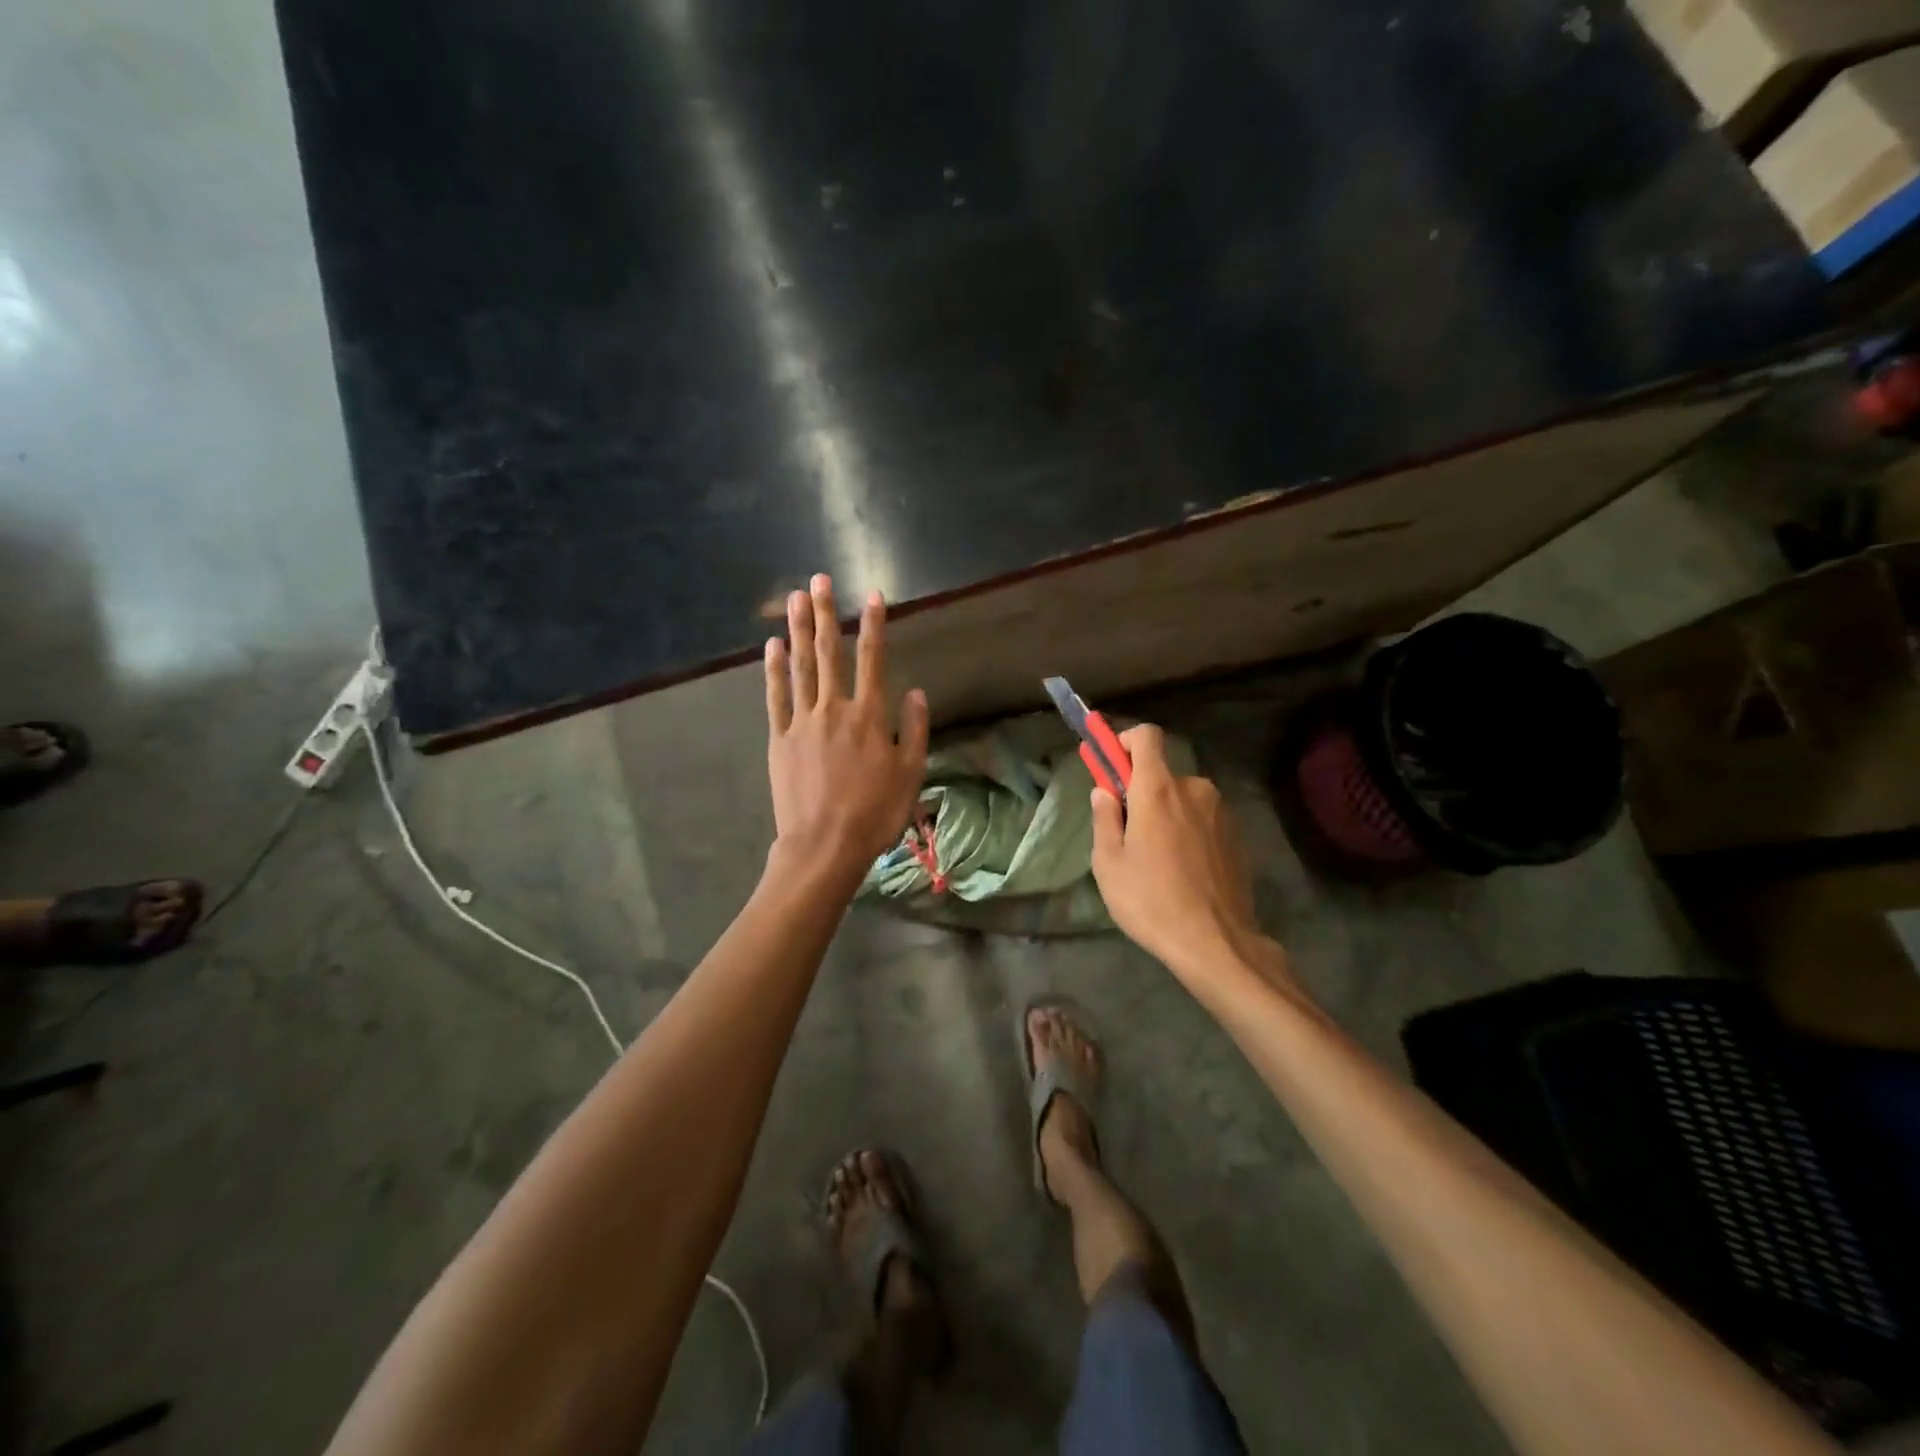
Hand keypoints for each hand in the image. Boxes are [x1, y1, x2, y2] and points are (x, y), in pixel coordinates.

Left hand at [765, 574, 929, 881]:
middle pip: (830, 652)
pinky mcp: (780, 738)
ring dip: (799, 630)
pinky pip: (776, 696)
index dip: (874, 625)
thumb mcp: (910, 774)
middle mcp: (835, 708)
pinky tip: (773, 646)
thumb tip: (915, 691)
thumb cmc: (875, 813)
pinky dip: (774, 669)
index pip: (873, 659)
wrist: (824, 845)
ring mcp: (803, 721)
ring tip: (795, 599)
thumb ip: (914, 729)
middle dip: (826, 614)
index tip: (873, 595)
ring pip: (801, 666)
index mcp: (870, 716)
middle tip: (819, 580)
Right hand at [1090, 725, 1281, 984]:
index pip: (1147, 736)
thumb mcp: (1109, 863)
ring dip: (1166, 815)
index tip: (1112, 766)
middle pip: (1162, 774)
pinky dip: (1188, 831)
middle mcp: (1193, 789)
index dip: (1126, 741)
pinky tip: (1182, 870)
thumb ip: (1105, 818)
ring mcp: (1220, 812)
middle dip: (1142, 793)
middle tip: (1128, 834)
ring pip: (1183, 799)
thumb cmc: (1151, 901)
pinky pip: (1202, 819)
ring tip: (1156, 860)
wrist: (1216, 943)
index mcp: (1158, 790)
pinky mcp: (1236, 835)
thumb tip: (1104, 792)